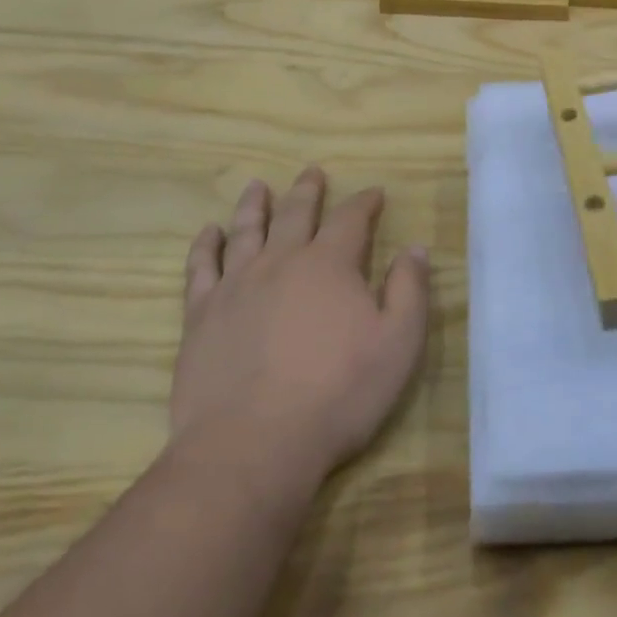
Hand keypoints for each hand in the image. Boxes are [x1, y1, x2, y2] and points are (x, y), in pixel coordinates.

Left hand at [172, 168, 429, 484]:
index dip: (364, 202)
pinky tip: (209, 232)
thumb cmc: (338, 394)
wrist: (253, 444)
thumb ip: (409, 291)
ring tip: (258, 186)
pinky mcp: (201, 315)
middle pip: (295, 214)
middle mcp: (281, 262)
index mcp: (329, 265)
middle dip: (308, 191)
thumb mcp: (398, 344)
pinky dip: (206, 245)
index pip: (351, 219)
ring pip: (246, 231)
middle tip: (312, 172)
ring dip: (255, 205)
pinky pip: (201, 267)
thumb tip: (414, 249)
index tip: (375, 193)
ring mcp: (236, 286)